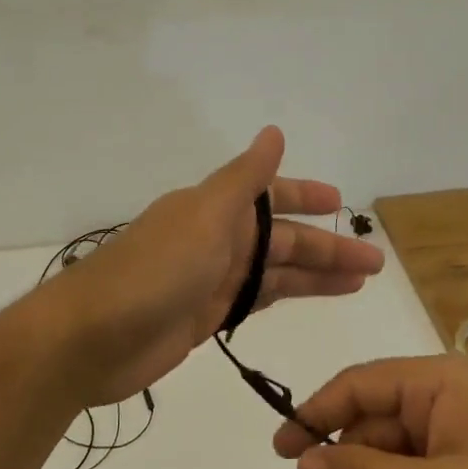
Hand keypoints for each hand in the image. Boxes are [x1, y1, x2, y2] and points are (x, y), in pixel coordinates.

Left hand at [50, 127, 385, 405]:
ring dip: (314, 275)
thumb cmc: (153, 270)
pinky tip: (309, 300)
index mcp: (215, 209)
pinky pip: (255, 301)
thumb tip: (273, 132)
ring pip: (274, 272)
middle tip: (375, 262)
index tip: (342, 204)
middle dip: (326, 248)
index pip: (270, 196)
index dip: (305, 197)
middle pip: (281, 239)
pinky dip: (283, 297)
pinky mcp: (204, 317)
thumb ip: (244, 178)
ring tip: (360, 282)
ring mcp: (210, 280)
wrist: (92, 336)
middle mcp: (216, 240)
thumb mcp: (205, 215)